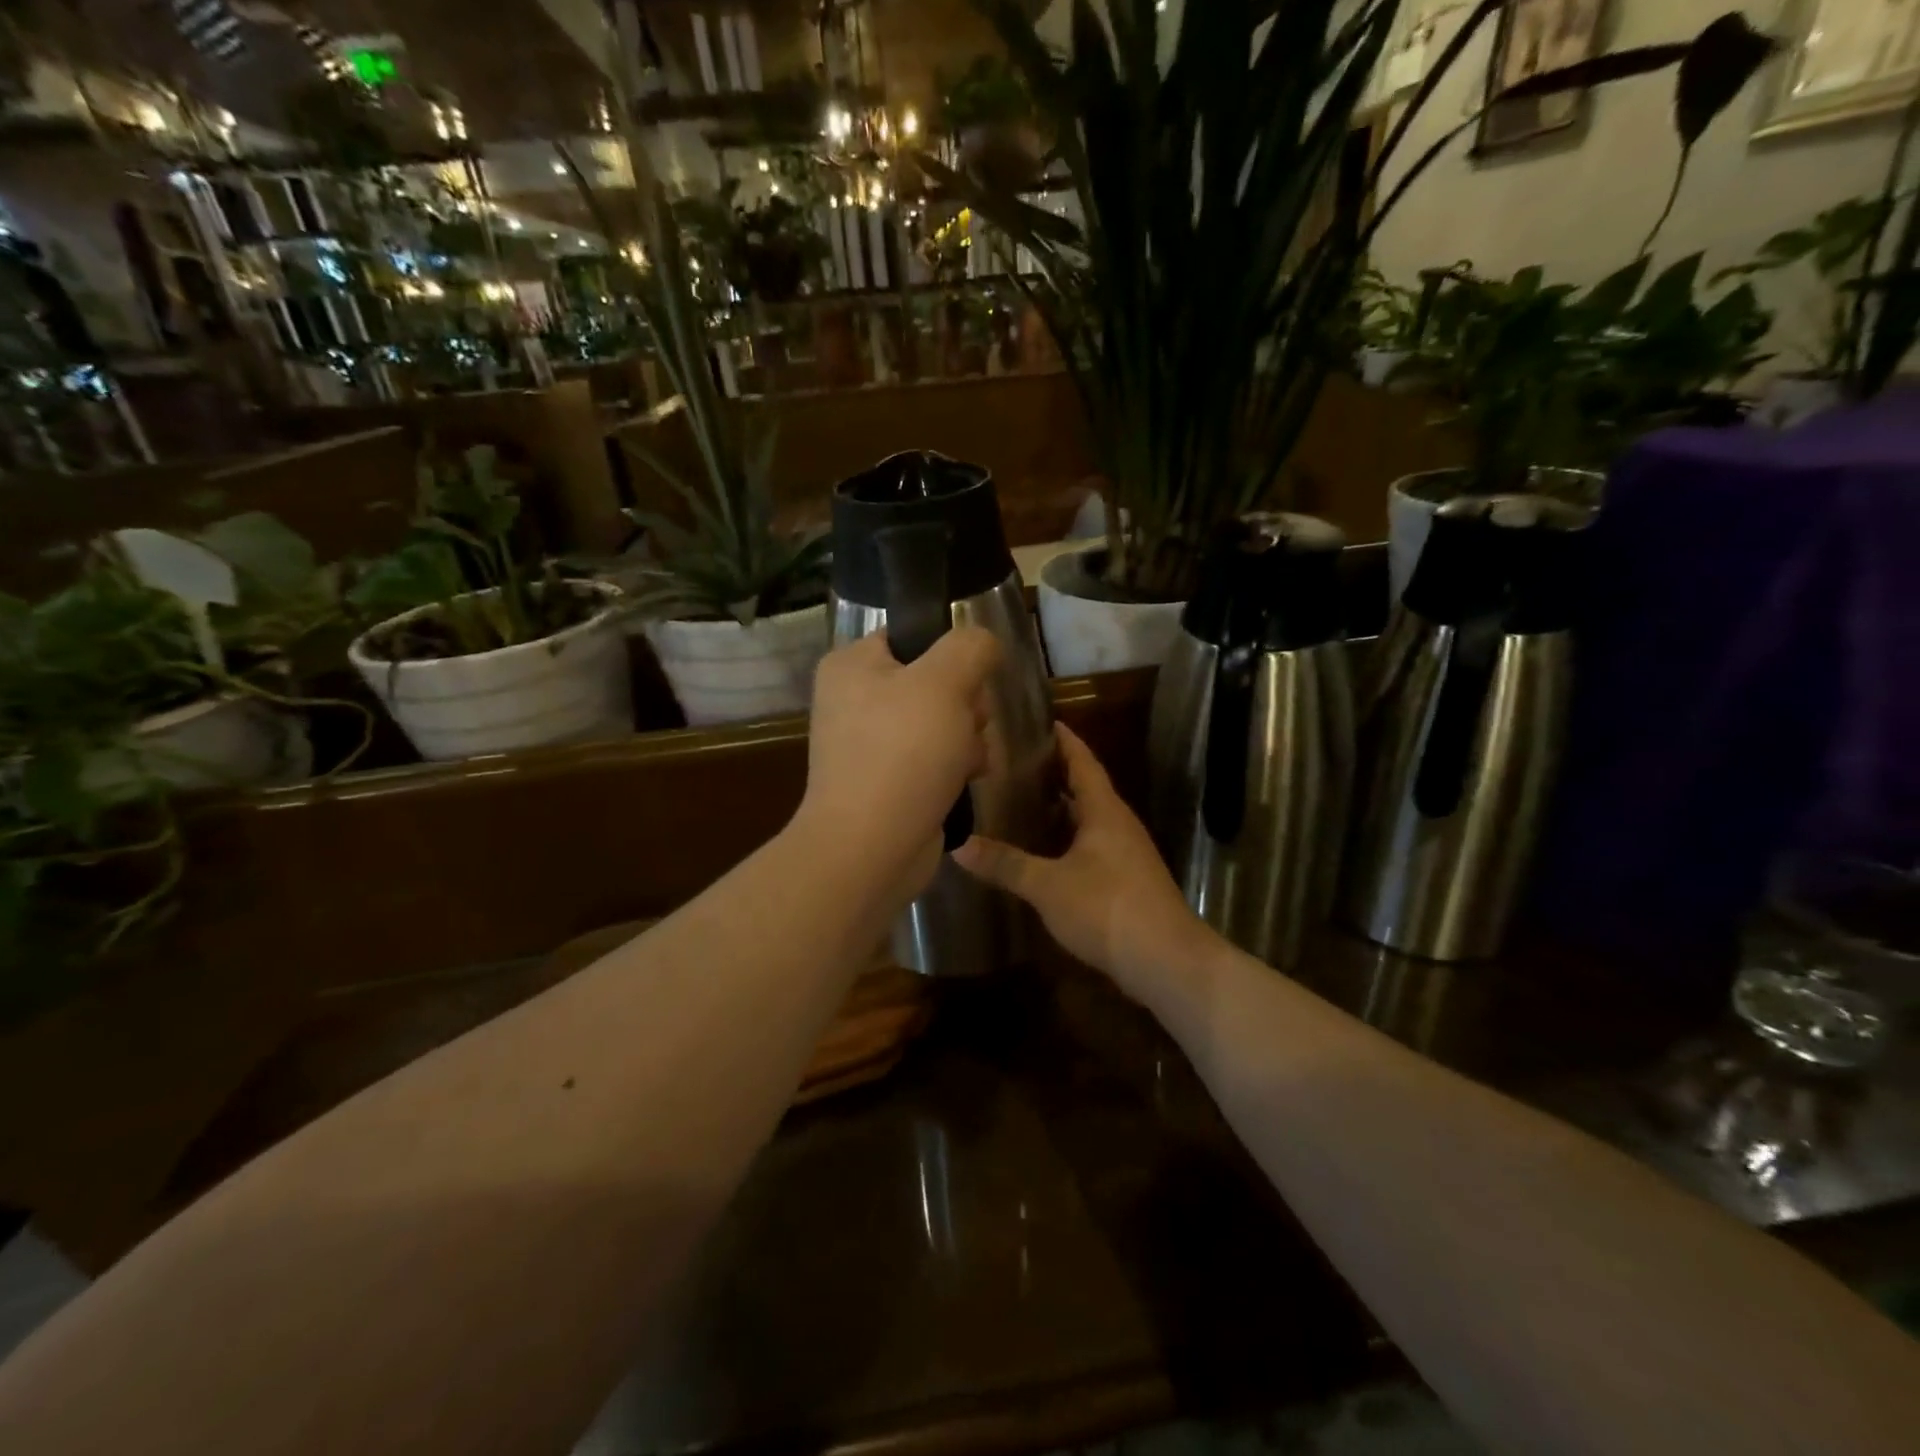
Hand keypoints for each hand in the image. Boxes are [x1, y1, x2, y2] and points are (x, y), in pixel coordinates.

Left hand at [796, 628, 1001, 901]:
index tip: (969, 680)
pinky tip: (963, 781)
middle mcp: (855, 699)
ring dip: (967, 739)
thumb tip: (983, 643)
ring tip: (965, 762)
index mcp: (852, 665)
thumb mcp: (945, 682)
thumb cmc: (903, 753)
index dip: (951, 655)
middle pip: (935, 681)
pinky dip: (954, 768)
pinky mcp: (887, 780)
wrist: (871, 848)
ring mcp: (870, 743)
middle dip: (965, 705)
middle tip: (967, 725)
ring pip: (943, 722)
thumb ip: (971, 647)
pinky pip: (934, 758)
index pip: (914, 636)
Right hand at [954, 724, 1215, 1003]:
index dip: (1064, 740)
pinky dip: (1067, 839)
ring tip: (1022, 801)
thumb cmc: (1107, 908)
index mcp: (1105, 811)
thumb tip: (959, 846)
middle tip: (1016, 762)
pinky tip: (1044, 851)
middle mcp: (1119, 825)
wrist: (1166, 961)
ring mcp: (1126, 854)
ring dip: (1061, 808)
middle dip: (1056, 773)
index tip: (1042, 720)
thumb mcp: (1048, 885)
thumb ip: (1006, 864)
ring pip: (1089, 819)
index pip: (1083, 762)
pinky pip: (1092, 845)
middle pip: (1086, 788)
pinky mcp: (1126, 881)